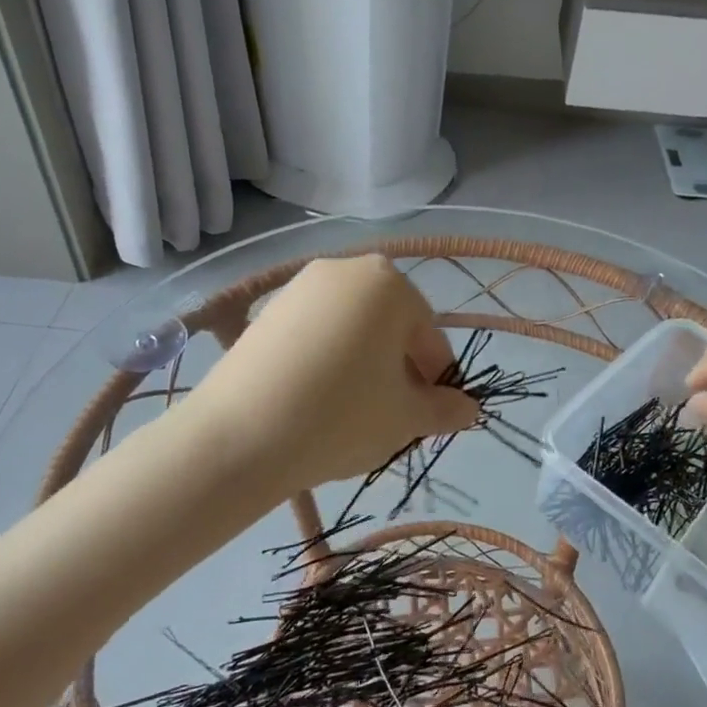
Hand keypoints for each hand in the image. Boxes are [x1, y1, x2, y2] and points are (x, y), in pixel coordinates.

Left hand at [179, 254, 479, 493]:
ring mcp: (299, 287)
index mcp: (388, 283)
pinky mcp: (265, 312)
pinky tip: (317, 400)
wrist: (238, 436)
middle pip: (389, 326)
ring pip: (351, 328)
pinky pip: (315, 333)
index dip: (437, 380)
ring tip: (355, 412)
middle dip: (400, 370)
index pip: (429, 336)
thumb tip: (468, 409)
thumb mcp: (406, 418)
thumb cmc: (340, 416)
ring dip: (364, 365)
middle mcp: (344, 270)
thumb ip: (445, 409)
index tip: (433, 417)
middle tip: (395, 416)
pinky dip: (327, 360)